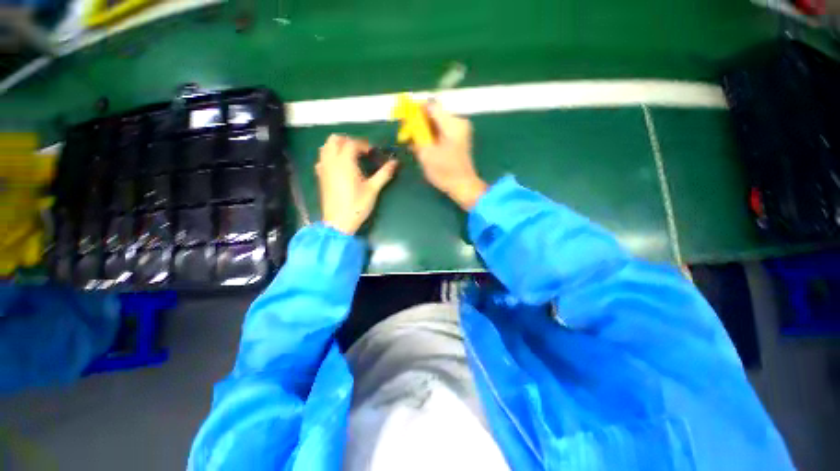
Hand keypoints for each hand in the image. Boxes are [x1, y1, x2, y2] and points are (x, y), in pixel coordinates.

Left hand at [316, 134, 397, 234]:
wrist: (339, 222)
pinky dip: (329, 157)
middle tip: (360, 151)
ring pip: (325, 148)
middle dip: (347, 141)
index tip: (372, 152)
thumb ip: (384, 174)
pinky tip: (338, 167)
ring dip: (337, 147)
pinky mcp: (320, 177)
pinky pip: (322, 159)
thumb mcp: (373, 190)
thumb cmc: (357, 205)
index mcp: (344, 162)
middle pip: (334, 140)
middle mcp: (331, 162)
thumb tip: (395, 162)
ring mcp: (323, 169)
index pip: (351, 143)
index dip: (363, 144)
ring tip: (349, 156)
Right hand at [414, 103, 486, 209]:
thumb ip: (417, 134)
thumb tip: (409, 122)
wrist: (463, 186)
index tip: (404, 120)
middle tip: (406, 135)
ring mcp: (459, 131)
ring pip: (436, 124)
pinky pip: (440, 133)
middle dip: (418, 123)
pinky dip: (430, 137)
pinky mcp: (458, 140)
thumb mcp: (427, 153)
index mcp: (452, 123)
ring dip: (423, 132)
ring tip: (412, 143)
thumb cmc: (445, 172)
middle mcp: (458, 123)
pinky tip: (421, 146)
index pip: (430, 106)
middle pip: (433, 115)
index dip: (415, 111)